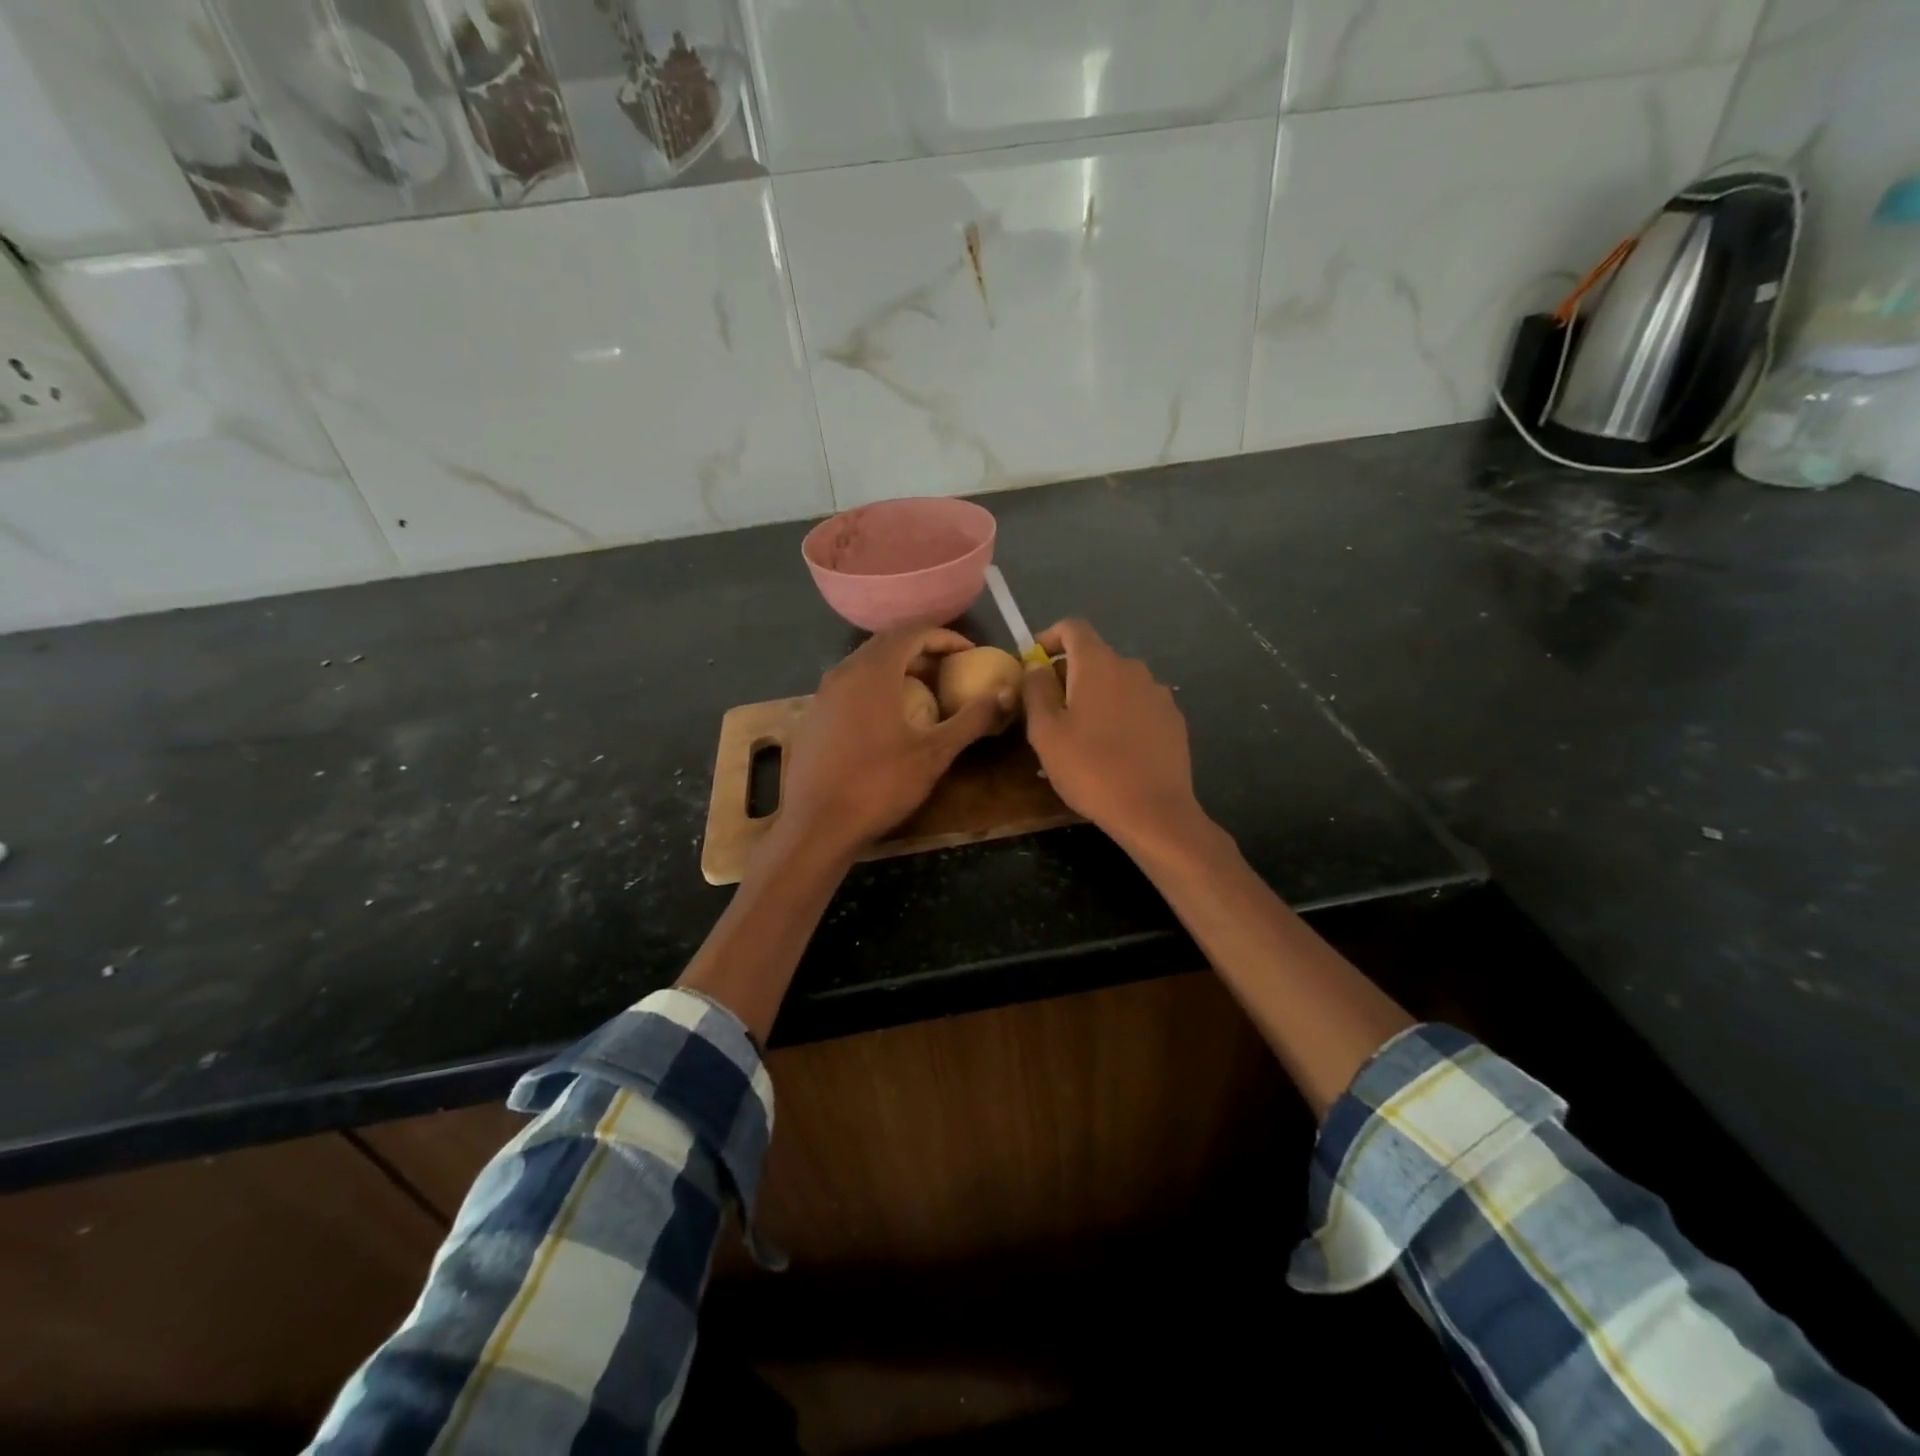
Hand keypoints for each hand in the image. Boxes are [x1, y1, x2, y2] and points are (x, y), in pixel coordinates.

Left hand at [781, 625, 1005, 855]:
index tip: (968, 653)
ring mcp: (823, 694)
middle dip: (922, 649)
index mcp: (874, 671)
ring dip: (897, 668)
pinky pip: (849, 685)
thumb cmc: (879, 784)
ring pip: (865, 664)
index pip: (913, 632)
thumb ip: (972, 719)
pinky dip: (875, 687)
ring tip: (924, 692)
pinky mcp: (813, 716)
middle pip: (887, 643)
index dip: (945, 637)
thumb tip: (1005, 694)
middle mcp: (844, 671)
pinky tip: (888, 718)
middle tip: (949, 669)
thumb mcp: (935, 753)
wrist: (818, 825)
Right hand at [1023, 619, 1203, 851]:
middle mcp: (1132, 668)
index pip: (1073, 628)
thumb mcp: (1046, 732)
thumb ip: (1035, 691)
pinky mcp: (1173, 720)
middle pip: (1095, 657)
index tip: (1033, 660)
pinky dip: (1120, 715)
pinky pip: (1138, 705)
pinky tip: (1114, 749)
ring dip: (1096, 697)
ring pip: (1118, 683)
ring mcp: (1158, 693)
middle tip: (1050, 710)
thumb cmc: (1090, 769)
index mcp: (1098, 664)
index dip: (1050, 637)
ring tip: (1082, 735)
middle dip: (1069, 674)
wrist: (1153, 811)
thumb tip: (1035, 666)